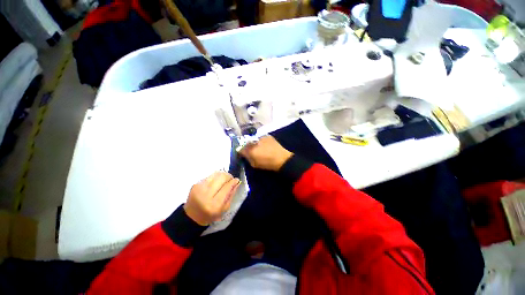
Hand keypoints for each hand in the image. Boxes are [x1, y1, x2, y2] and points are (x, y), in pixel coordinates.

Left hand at [184, 172, 240, 225]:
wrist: (191, 216)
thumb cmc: (210, 215)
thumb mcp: (224, 209)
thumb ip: (231, 195)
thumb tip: (236, 183)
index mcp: (214, 205)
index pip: (226, 188)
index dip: (233, 182)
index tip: (237, 180)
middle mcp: (206, 195)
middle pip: (221, 178)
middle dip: (228, 176)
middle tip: (231, 179)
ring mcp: (199, 188)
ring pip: (215, 174)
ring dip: (222, 175)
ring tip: (225, 179)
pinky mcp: (196, 184)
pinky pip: (209, 176)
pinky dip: (215, 177)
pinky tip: (216, 182)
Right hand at [240, 136, 292, 170]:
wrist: (282, 159)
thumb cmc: (267, 164)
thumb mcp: (254, 164)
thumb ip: (247, 158)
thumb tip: (244, 154)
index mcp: (250, 150)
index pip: (241, 149)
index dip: (241, 151)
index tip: (243, 154)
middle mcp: (254, 141)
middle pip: (246, 143)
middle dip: (247, 146)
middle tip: (251, 150)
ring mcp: (261, 137)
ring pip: (254, 140)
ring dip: (254, 143)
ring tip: (259, 147)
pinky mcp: (267, 136)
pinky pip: (261, 138)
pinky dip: (260, 141)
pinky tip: (264, 145)